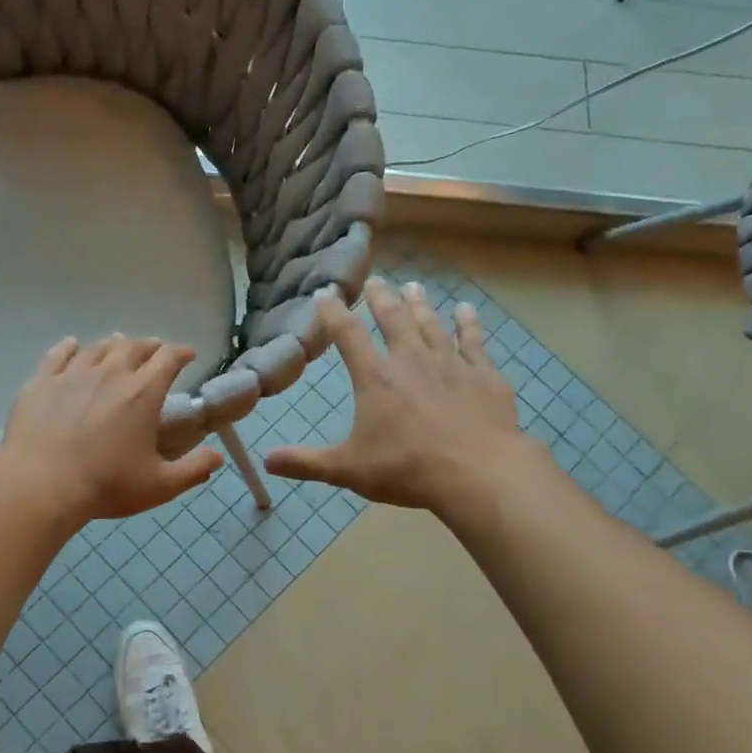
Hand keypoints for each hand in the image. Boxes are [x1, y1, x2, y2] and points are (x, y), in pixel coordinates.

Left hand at [0, 334, 224, 525]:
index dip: (181, 353)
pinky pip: (58, 354)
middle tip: (154, 353)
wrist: (40, 485)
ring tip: (118, 348)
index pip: (168, 358)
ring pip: (98, 347)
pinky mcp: (42, 381)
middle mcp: (110, 373)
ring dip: (113, 345)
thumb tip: (217, 456)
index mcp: (143, 393)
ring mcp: (73, 374)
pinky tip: (72, 345)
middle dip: (149, 346)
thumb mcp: (159, 485)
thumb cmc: (106, 485)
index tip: (188, 355)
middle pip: (134, 346)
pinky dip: (70, 347)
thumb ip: (193, 469)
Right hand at [264, 278, 533, 513]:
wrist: (477, 472)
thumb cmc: (407, 469)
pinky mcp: (484, 376)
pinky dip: (469, 324)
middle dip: (381, 298)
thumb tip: (267, 460)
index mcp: (376, 378)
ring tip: (414, 287)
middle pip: (394, 319)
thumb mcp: (348, 469)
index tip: (325, 294)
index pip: (348, 335)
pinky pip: (474, 341)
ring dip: (420, 305)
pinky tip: (467, 311)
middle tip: (376, 281)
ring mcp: (451, 364)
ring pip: (432, 324)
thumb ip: (307, 462)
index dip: (333, 313)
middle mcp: (411, 360)